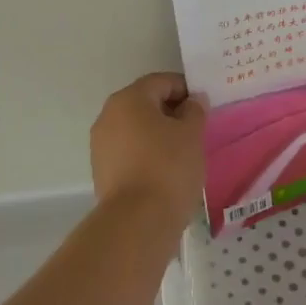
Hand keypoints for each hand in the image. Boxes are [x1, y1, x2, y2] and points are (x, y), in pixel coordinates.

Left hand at [90, 72, 206, 229]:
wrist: (137, 222)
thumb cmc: (168, 167)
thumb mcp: (192, 134)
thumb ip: (195, 110)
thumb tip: (192, 101)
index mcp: (129, 99)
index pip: (161, 82)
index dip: (186, 89)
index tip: (204, 107)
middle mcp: (108, 116)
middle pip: (145, 104)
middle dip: (171, 112)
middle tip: (196, 130)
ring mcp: (101, 145)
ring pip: (136, 129)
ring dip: (158, 134)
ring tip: (183, 153)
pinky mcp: (102, 171)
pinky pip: (129, 152)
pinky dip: (147, 154)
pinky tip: (165, 172)